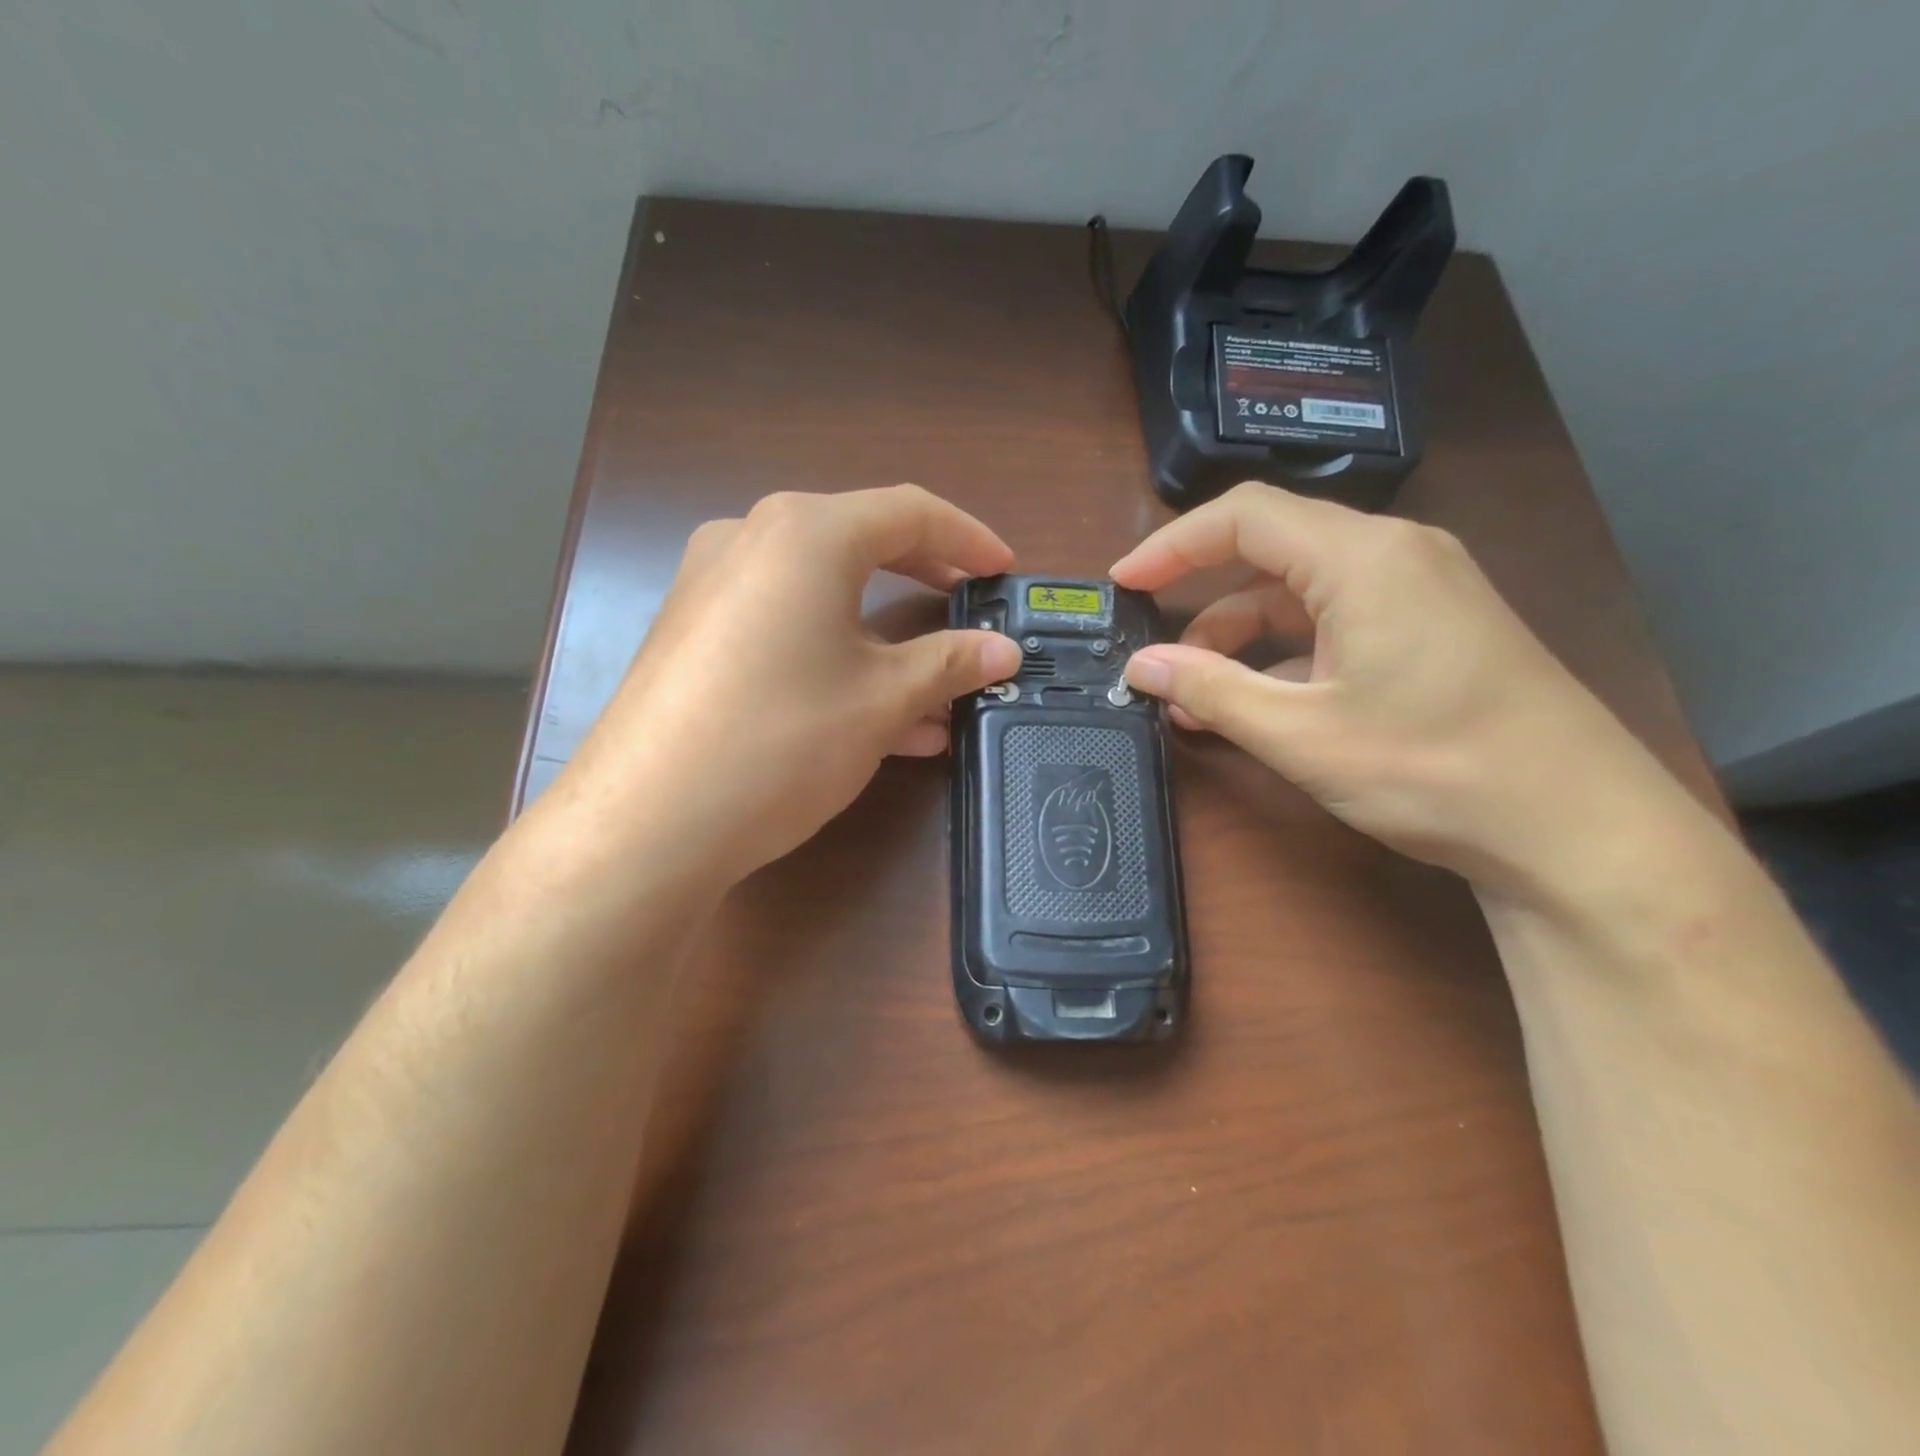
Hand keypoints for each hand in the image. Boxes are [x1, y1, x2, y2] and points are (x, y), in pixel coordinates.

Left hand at [555, 486, 1020, 886]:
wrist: (647, 822)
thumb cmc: (781, 740)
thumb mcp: (881, 701)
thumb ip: (950, 664)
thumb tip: (1003, 651)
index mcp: (805, 533)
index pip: (908, 512)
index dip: (968, 539)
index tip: (1004, 572)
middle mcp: (751, 539)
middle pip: (860, 544)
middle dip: (924, 582)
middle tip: (969, 611)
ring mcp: (712, 586)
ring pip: (822, 595)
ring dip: (884, 637)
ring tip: (935, 692)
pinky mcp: (693, 634)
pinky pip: (784, 626)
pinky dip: (836, 655)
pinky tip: (873, 714)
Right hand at [1111, 483, 1694, 896]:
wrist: (1580, 832)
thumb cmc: (1434, 770)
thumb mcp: (1302, 733)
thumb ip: (1210, 690)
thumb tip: (1139, 666)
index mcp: (1363, 557)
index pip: (1243, 517)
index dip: (1171, 545)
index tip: (1123, 583)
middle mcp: (1396, 555)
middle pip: (1271, 551)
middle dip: (1201, 598)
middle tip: (1153, 647)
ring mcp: (1422, 591)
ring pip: (1301, 593)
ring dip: (1240, 638)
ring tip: (1194, 697)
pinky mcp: (1433, 630)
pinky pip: (1336, 622)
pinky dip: (1285, 655)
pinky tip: (1254, 704)